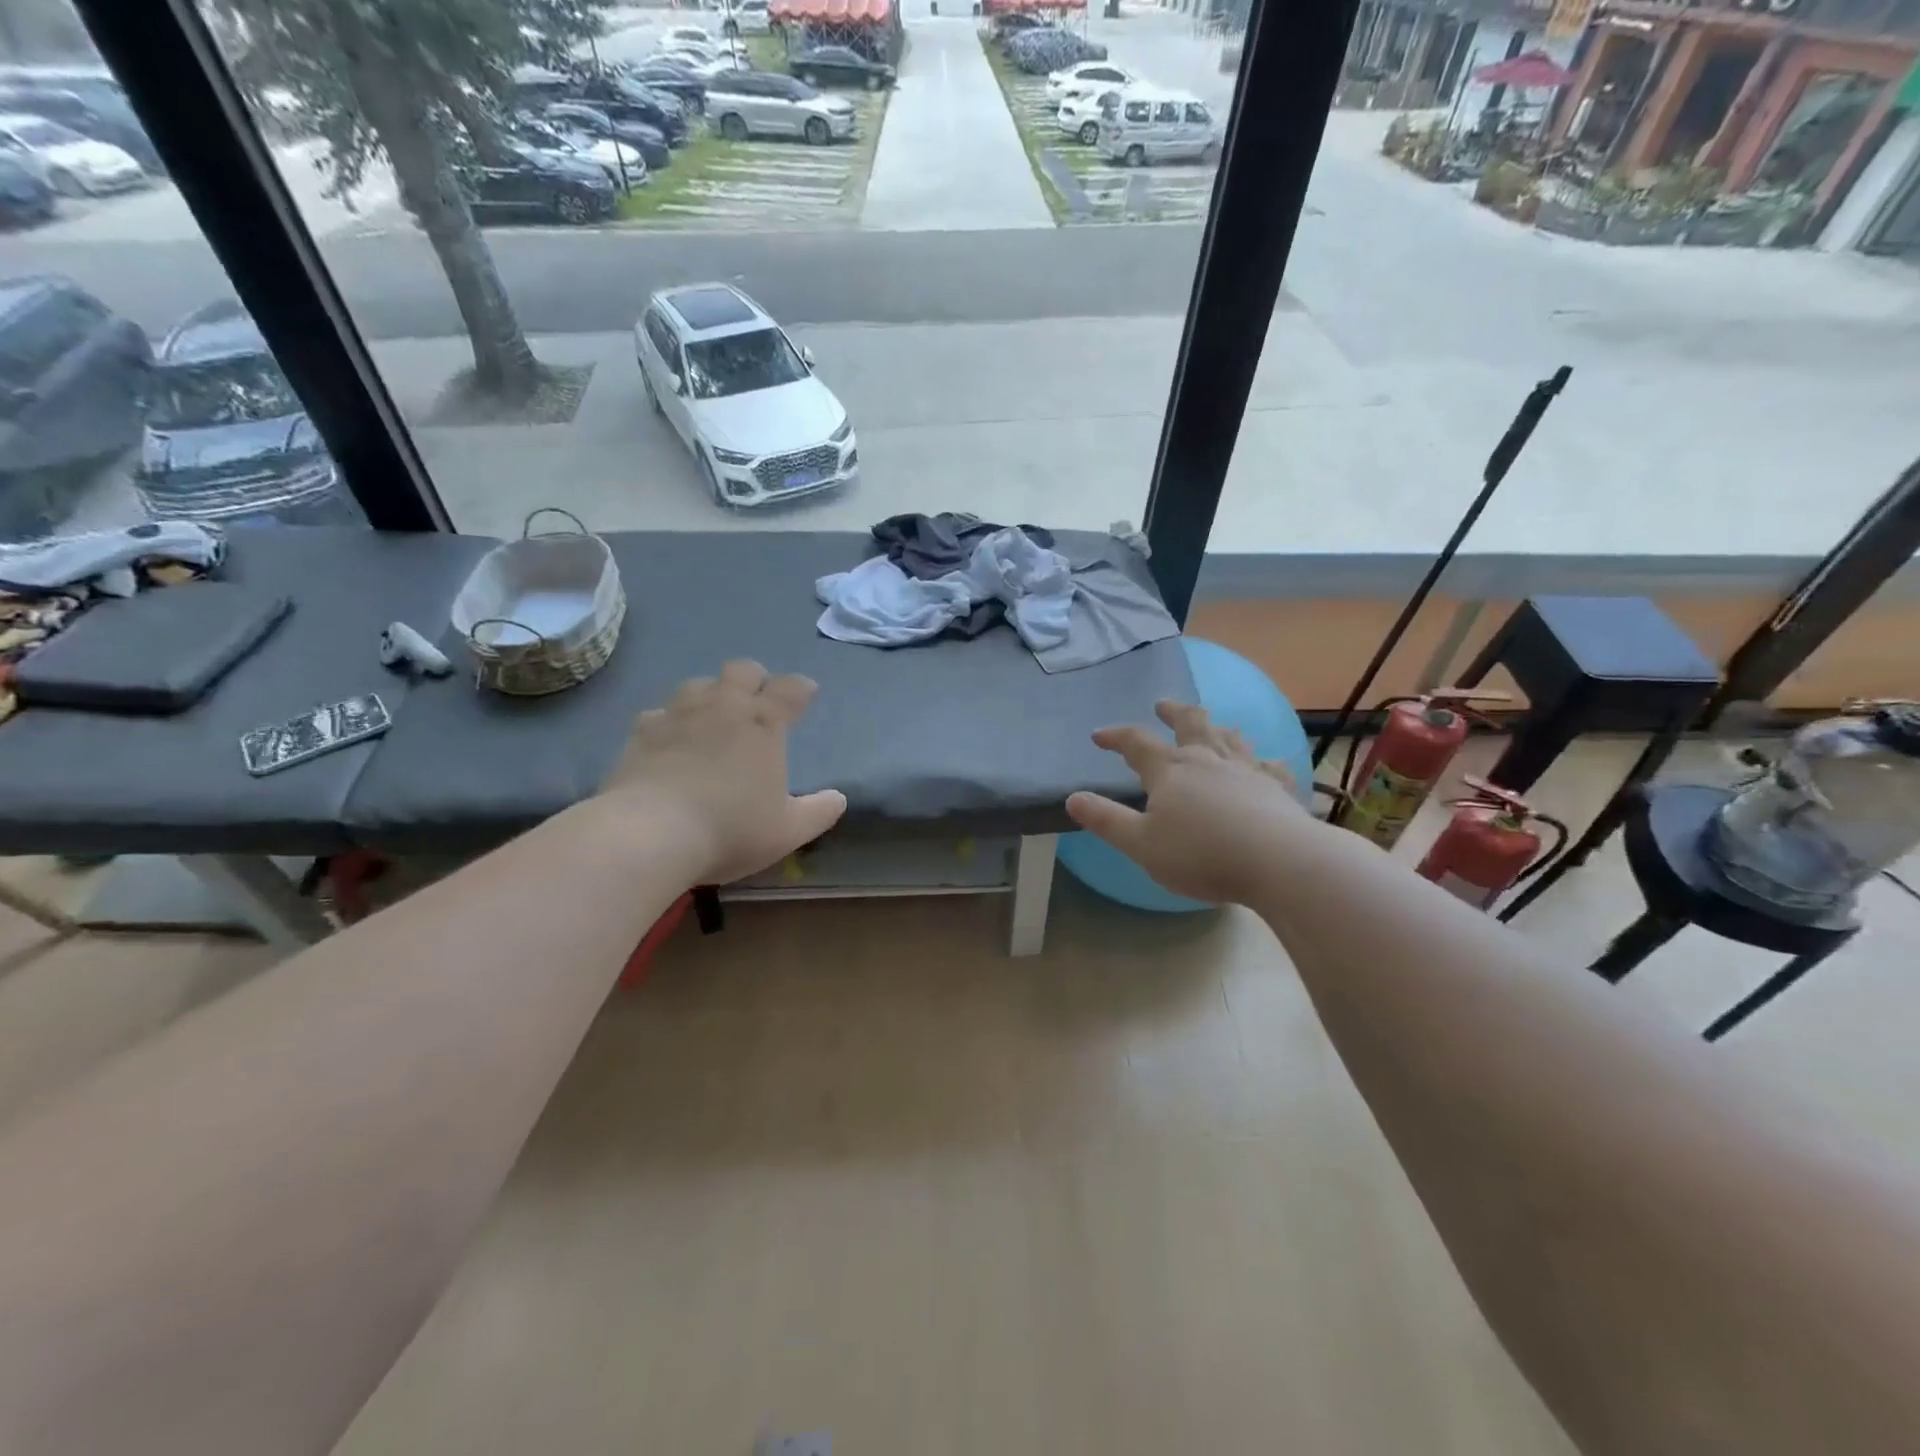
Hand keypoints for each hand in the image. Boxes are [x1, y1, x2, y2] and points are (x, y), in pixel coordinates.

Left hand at [598, 660, 846, 885]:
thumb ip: (818, 812)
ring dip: (711, 693)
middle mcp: (723, 707)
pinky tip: (670, 738)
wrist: (650, 834)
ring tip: (714, 715)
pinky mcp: (641, 733)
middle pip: (742, 671)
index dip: (801, 688)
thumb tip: (838, 798)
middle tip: (759, 699)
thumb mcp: (788, 830)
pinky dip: (670, 721)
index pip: (790, 689)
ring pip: (698, 684)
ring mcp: (678, 715)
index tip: (807, 693)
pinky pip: (659, 713)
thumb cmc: (730, 828)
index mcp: (764, 724)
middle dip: (755, 679)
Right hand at [1067, 700, 1303, 904]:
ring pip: (1229, 737)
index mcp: (1170, 770)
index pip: (1136, 743)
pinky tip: (1266, 763)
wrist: (1278, 861)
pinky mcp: (1277, 787)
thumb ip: (1106, 820)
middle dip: (1173, 712)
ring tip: (1211, 726)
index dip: (1115, 736)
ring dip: (1215, 727)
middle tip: (1163, 705)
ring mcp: (1247, 769)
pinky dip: (1263, 760)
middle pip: (1189, 723)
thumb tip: (1073, 798)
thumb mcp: (1140, 844)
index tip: (1099, 735)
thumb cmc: (1201, 855)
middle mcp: (1207, 759)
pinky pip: (1270, 765)